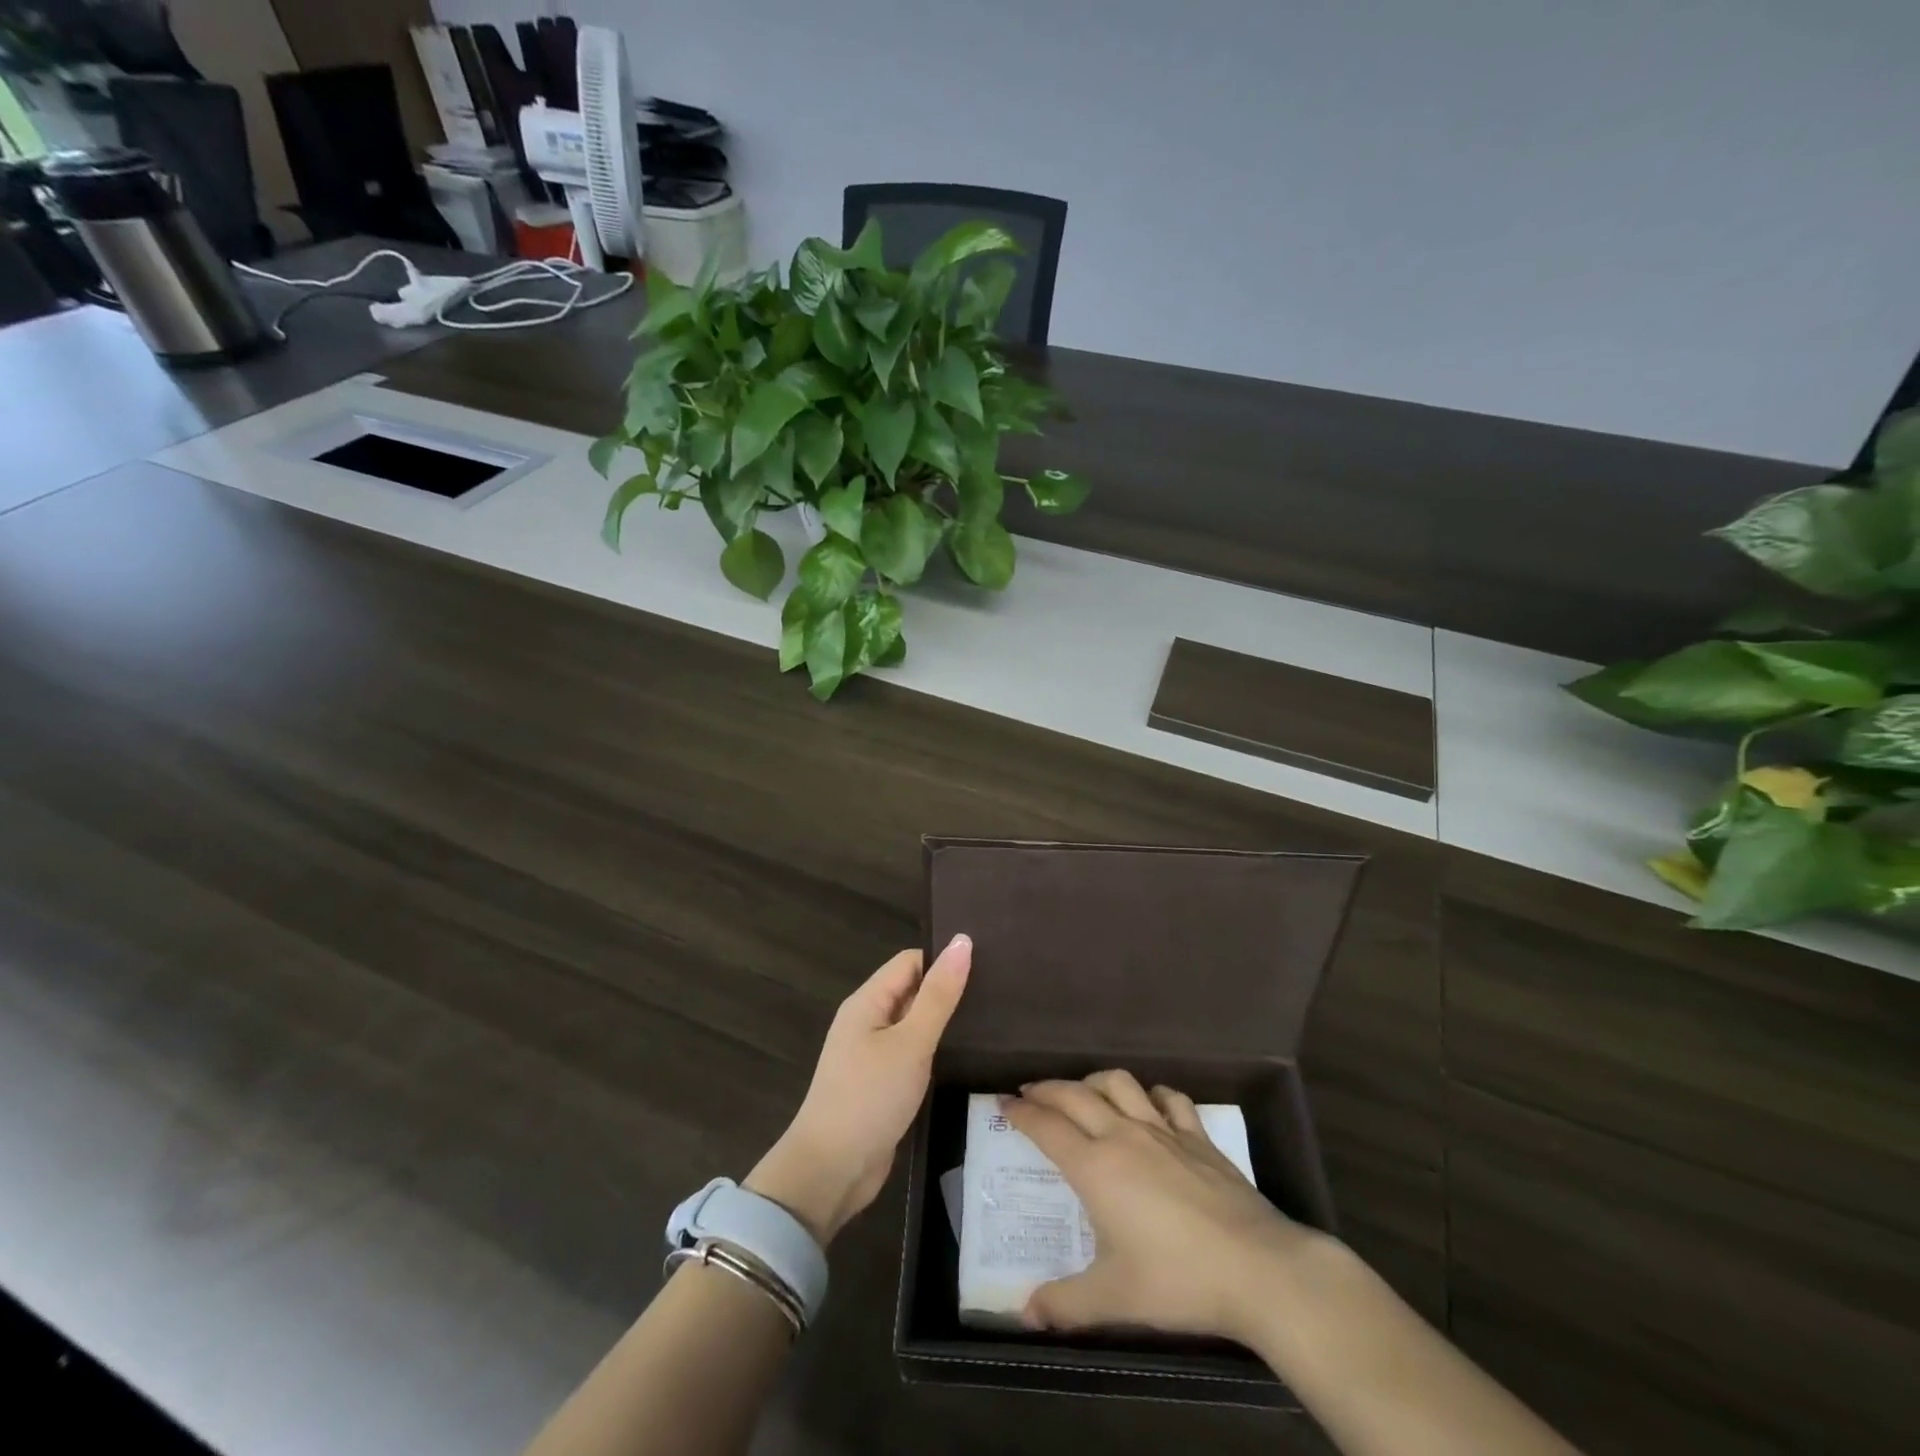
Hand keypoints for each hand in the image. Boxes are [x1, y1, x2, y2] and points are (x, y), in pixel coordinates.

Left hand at [745, 936, 970, 1245]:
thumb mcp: (910, 1042)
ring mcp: (874, 1054)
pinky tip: (968, 1055)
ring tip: (995, 1019)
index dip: (945, 959)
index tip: (988, 963)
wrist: (831, 1171)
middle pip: (913, 990)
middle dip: (949, 989)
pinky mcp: (883, 1084)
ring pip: (916, 1024)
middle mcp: (868, 1021)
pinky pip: (913, 1054)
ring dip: (946, 1022)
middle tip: (999, 991)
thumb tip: (963, 941)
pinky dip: (937, 1051)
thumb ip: (938, 994)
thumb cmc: (869, 1097)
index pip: (911, 961)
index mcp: (867, 1001)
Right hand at [1003, 1070, 1327, 1343]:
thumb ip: (1066, 1304)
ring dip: (1094, 1081)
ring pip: (1119, 1084)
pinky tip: (1149, 1104)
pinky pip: (1170, 1099)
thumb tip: (1025, 1314)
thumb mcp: (1114, 1300)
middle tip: (1029, 1092)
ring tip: (1083, 1091)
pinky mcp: (1198, 1137)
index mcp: (1096, 1167)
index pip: (1047, 1127)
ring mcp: (1164, 1131)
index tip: (1003, 1104)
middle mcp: (1123, 1135)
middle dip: (1047, 1089)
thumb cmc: (1178, 1280)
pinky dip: (1152, 1094)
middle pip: (1075, 1094)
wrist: (1257, 1268)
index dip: (1022, 1113)